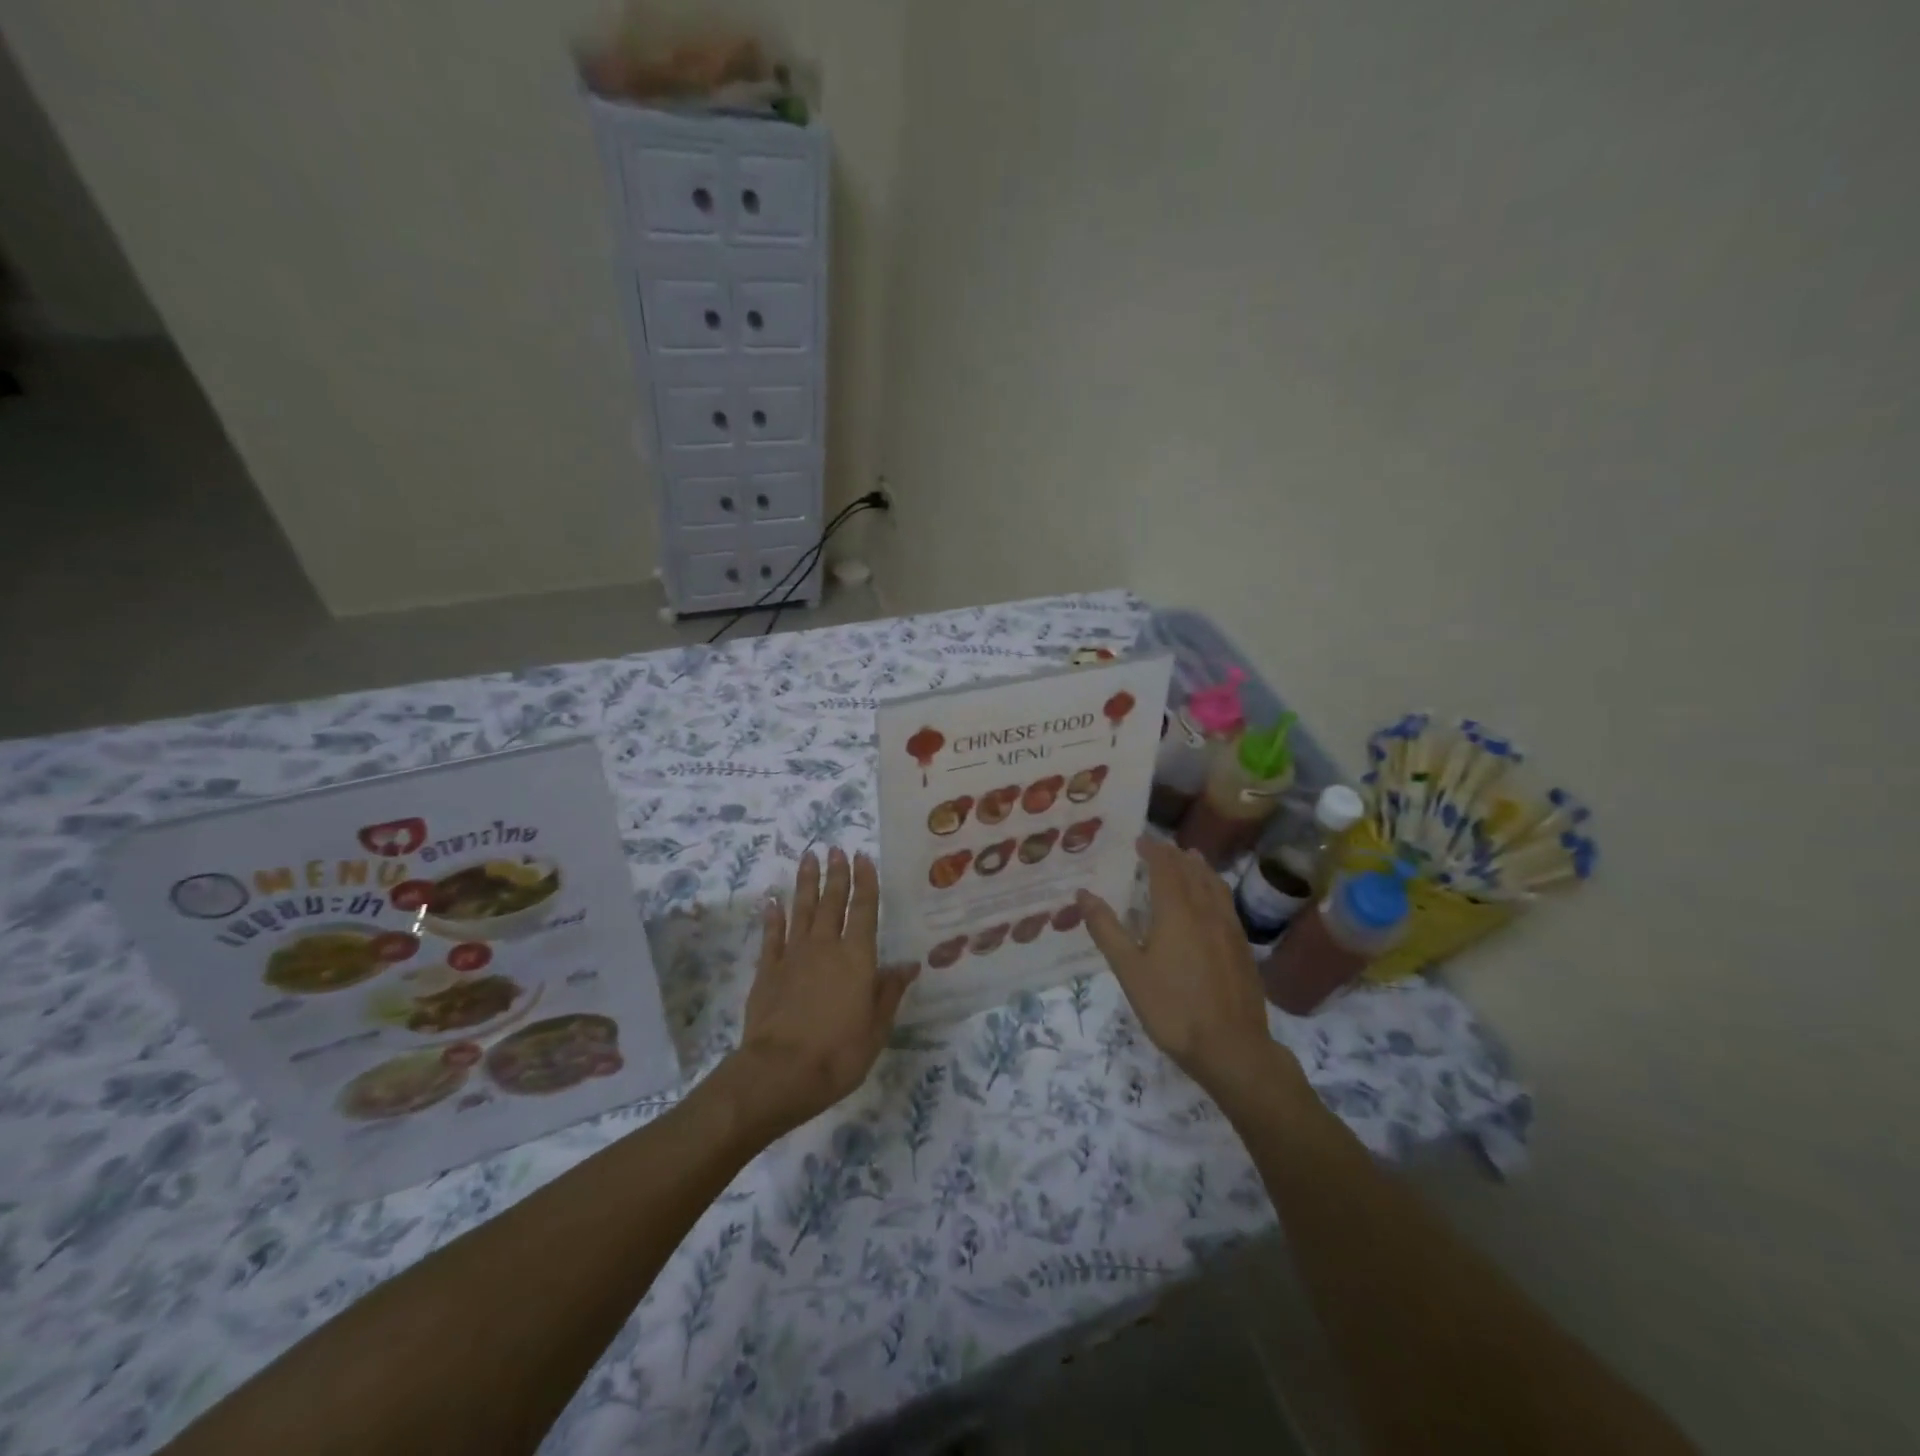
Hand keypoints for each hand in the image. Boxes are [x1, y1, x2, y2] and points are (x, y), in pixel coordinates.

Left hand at [725, 848, 915, 1136]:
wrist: (780, 1072)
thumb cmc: (839, 1053)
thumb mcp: (876, 1027)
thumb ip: (889, 991)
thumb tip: (908, 964)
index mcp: (857, 958)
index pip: (864, 910)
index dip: (865, 882)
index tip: (862, 857)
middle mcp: (826, 947)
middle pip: (832, 902)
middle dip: (836, 874)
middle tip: (835, 849)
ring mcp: (793, 956)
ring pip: (802, 910)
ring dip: (806, 883)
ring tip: (808, 858)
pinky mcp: (768, 970)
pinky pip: (772, 936)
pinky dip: (773, 916)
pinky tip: (772, 900)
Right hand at [1077, 837, 1296, 1100]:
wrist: (1232, 1048)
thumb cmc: (1172, 1008)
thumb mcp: (1129, 970)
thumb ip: (1107, 929)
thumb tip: (1083, 894)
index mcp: (1177, 912)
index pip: (1165, 869)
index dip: (1153, 851)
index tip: (1140, 839)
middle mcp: (1206, 912)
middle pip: (1192, 873)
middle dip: (1176, 856)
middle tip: (1162, 846)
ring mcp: (1229, 930)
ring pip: (1215, 886)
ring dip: (1200, 868)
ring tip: (1192, 858)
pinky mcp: (1242, 948)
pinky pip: (1227, 904)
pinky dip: (1216, 889)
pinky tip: (1213, 901)